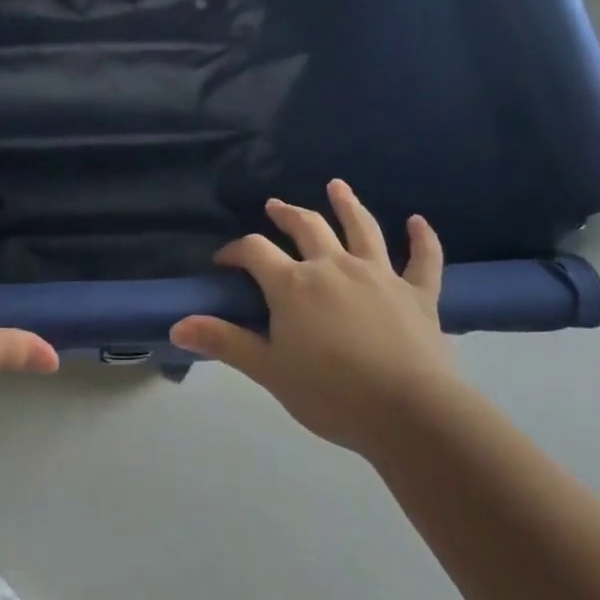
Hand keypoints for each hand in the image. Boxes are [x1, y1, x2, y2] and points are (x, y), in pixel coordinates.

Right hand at [170, 181, 456, 453]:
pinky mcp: (418, 293)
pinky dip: (423, 238)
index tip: (225, 262)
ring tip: (337, 186)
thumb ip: (224, 341)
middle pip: (306, 227)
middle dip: (287, 214)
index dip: (236, 251)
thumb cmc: (331, 394)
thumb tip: (176, 324)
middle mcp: (333, 266)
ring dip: (348, 204)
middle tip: (275, 206)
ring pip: (362, 229)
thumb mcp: (268, 370)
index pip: (255, 251)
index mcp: (294, 284)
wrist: (409, 413)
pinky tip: (418, 221)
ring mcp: (379, 275)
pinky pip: (423, 259)